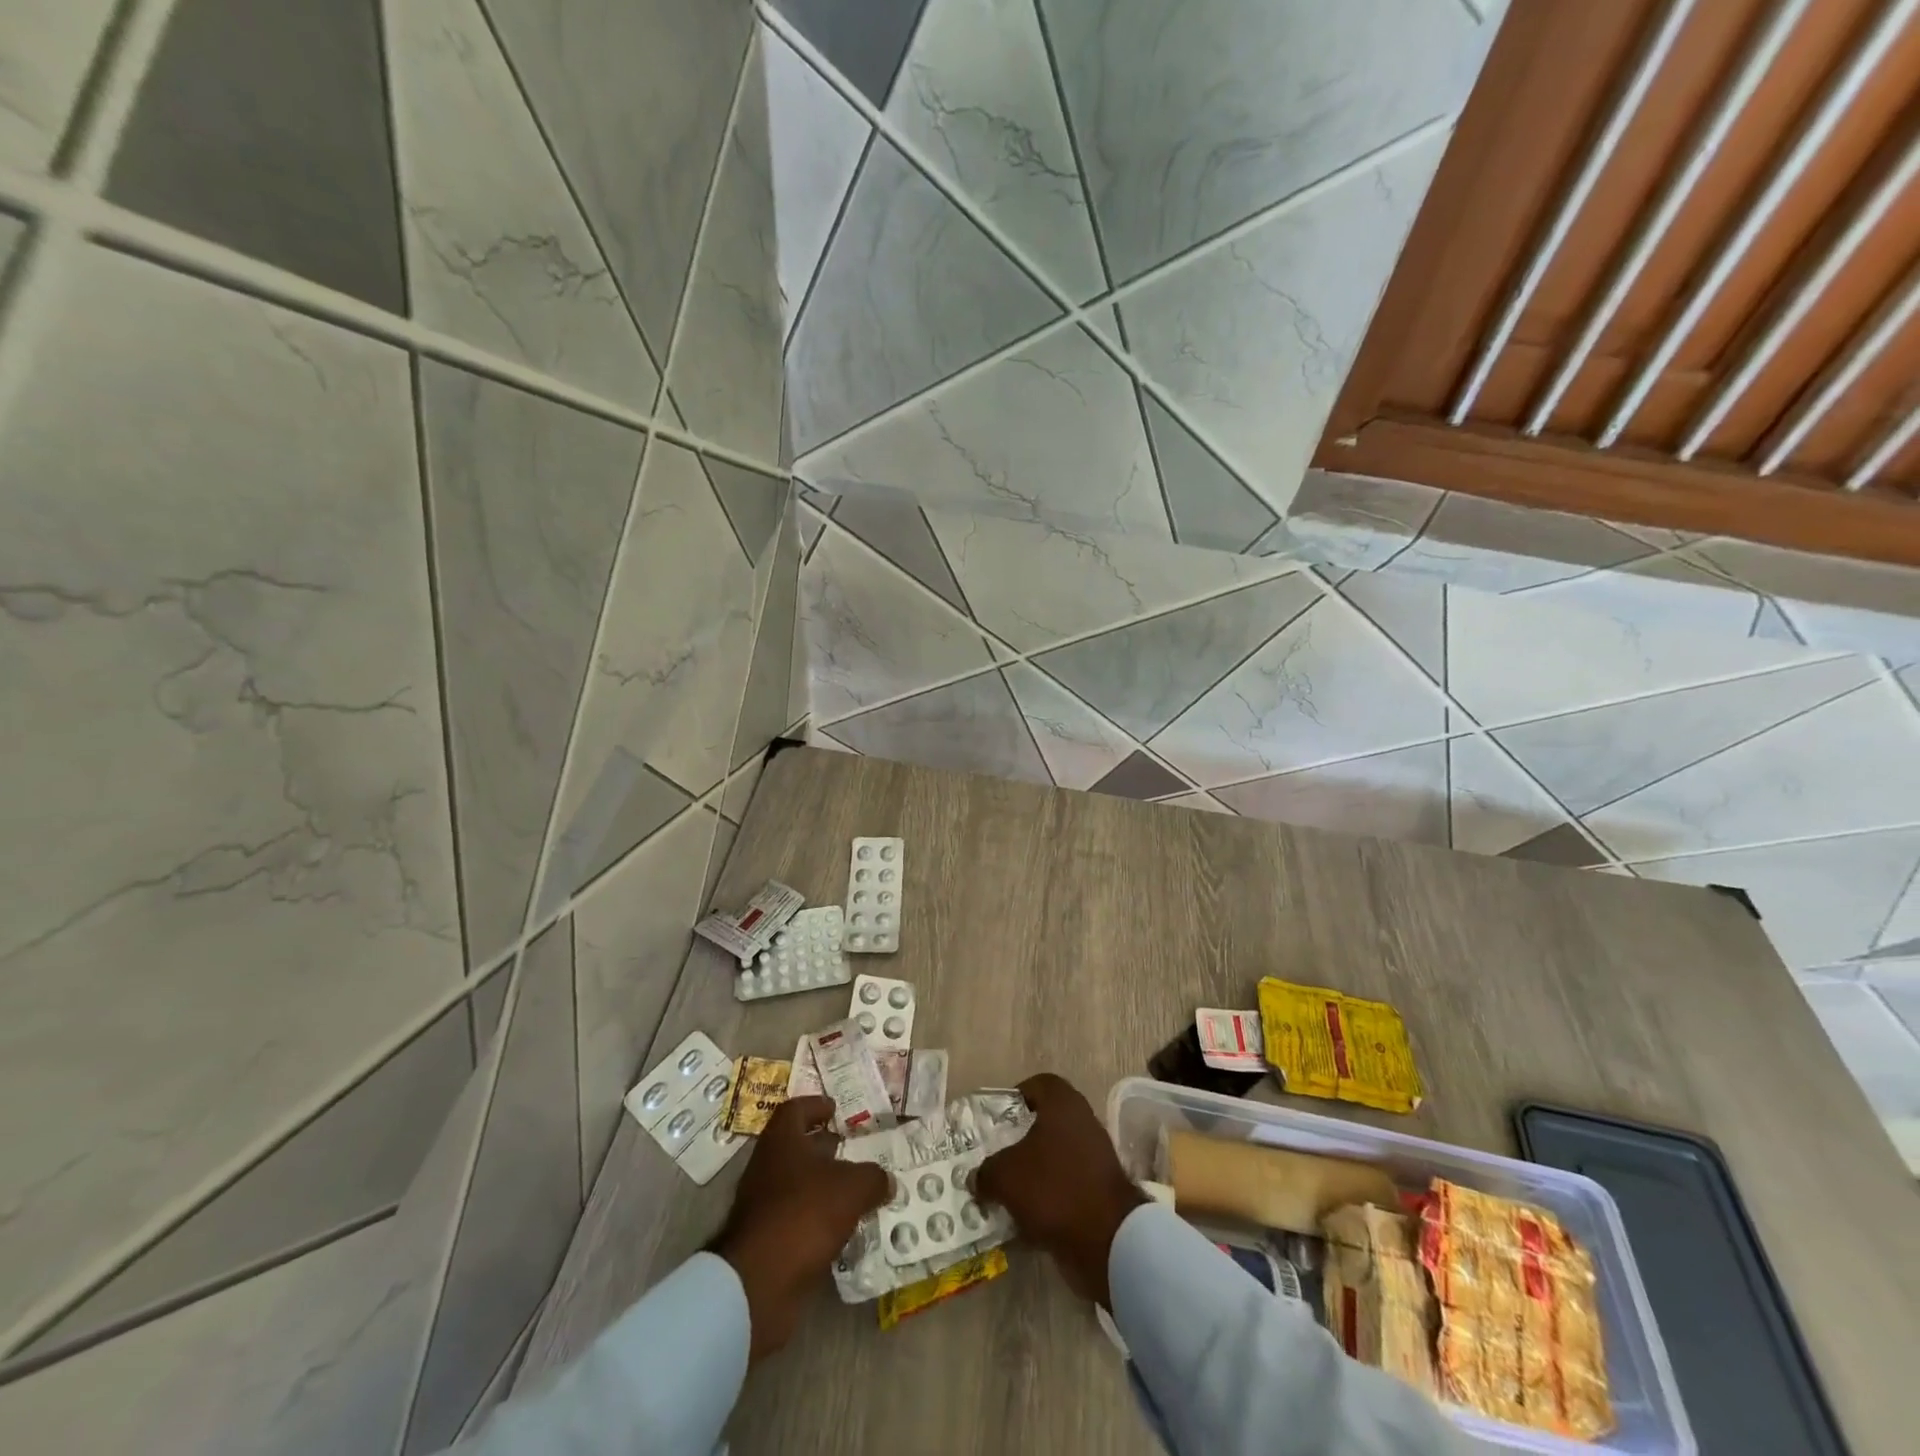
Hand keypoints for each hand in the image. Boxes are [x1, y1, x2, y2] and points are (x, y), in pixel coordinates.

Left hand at [711, 1095, 888, 1361]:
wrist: (759, 1282)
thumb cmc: (805, 1213)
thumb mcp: (852, 1188)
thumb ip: (873, 1178)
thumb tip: (886, 1180)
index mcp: (781, 1141)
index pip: (795, 1109)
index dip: (816, 1106)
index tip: (835, 1110)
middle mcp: (766, 1166)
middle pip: (795, 1147)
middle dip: (822, 1146)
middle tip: (851, 1148)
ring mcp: (761, 1205)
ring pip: (795, 1184)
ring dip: (821, 1184)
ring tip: (853, 1190)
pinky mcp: (764, 1240)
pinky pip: (795, 1218)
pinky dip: (815, 1218)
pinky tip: (840, 1227)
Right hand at [976, 1073, 1146, 1308]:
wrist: (1107, 1238)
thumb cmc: (1053, 1188)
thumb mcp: (1005, 1177)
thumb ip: (986, 1172)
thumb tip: (976, 1178)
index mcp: (1063, 1104)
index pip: (1039, 1084)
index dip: (1017, 1096)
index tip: (999, 1119)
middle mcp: (1084, 1120)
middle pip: (1048, 1120)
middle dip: (1023, 1138)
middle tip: (1000, 1155)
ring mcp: (1097, 1154)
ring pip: (1058, 1153)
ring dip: (1036, 1169)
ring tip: (1010, 1190)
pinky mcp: (1103, 1187)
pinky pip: (1069, 1181)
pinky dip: (1051, 1194)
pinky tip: (1030, 1216)